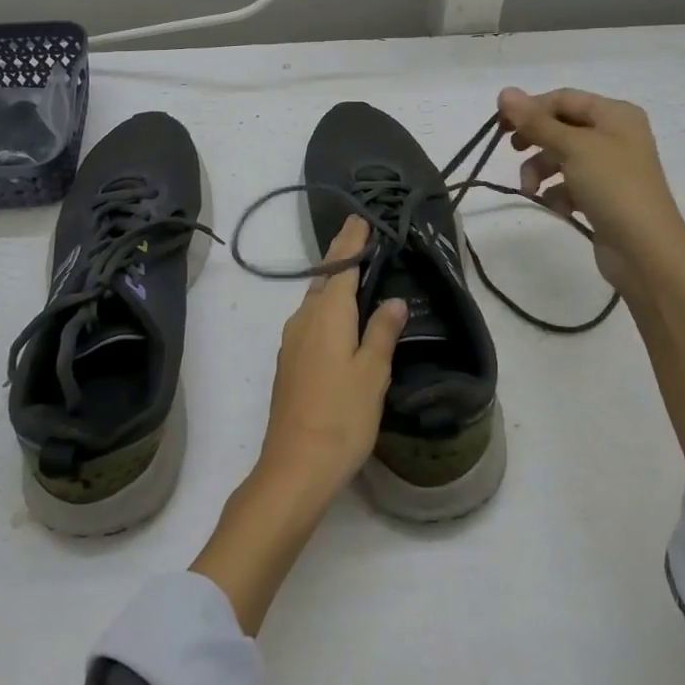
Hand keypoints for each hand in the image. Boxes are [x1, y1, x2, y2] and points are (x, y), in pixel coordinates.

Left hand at [256, 215, 406, 497]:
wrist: (295, 466)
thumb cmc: (341, 416)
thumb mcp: (372, 372)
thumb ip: (382, 331)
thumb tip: (394, 300)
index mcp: (326, 313)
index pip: (341, 266)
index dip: (352, 241)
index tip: (361, 218)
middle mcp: (304, 319)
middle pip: (325, 277)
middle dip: (342, 255)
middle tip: (361, 235)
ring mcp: (292, 341)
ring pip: (315, 298)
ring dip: (334, 280)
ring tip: (355, 269)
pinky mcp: (290, 361)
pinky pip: (311, 317)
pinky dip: (327, 303)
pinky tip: (339, 314)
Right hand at [498, 86, 684, 288]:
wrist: (645, 250)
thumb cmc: (612, 186)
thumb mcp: (572, 147)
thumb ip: (536, 121)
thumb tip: (504, 91)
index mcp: (615, 114)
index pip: (562, 99)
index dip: (530, 108)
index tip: (500, 126)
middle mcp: (615, 134)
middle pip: (561, 127)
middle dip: (535, 141)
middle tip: (513, 151)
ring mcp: (610, 167)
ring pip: (562, 156)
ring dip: (540, 170)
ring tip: (531, 189)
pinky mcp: (603, 195)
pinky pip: (570, 183)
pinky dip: (557, 193)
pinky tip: (557, 207)